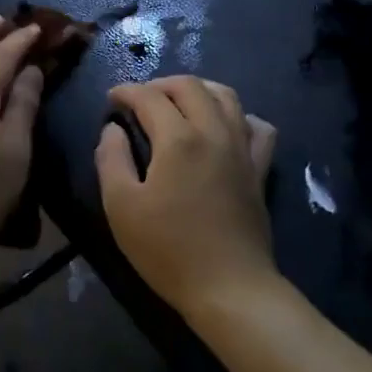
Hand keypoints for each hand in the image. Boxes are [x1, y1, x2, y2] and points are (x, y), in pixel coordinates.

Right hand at [96, 76, 277, 319]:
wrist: (229, 288)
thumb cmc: (167, 249)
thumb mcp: (121, 207)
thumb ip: (111, 159)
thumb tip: (113, 129)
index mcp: (178, 139)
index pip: (149, 97)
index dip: (127, 91)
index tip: (112, 99)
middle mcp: (214, 132)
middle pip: (190, 86)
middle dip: (160, 84)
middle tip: (141, 99)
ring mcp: (242, 149)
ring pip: (226, 96)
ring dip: (198, 90)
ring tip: (179, 102)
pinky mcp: (259, 169)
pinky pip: (257, 127)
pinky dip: (240, 116)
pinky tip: (226, 127)